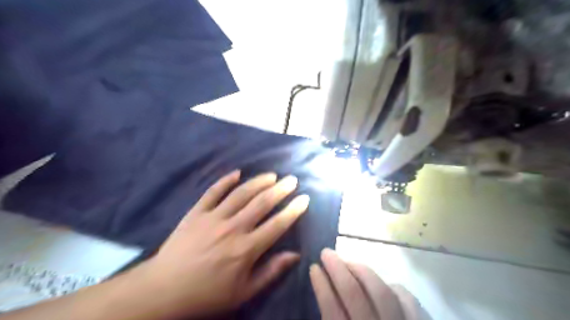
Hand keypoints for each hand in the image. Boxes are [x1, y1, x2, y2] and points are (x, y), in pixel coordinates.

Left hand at [138, 172, 309, 315]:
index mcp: (246, 248)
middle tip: (292, 180)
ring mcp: (213, 217)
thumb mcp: (243, 292)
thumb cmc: (207, 293)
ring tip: (272, 175)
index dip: (293, 210)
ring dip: (258, 182)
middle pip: (262, 203)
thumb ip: (271, 272)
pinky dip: (225, 181)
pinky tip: (237, 173)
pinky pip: (212, 192)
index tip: (304, 198)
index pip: (277, 224)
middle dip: (280, 190)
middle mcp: (233, 228)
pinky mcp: (197, 212)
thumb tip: (294, 255)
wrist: (164, 290)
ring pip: (241, 193)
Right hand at [311, 251, 414, 319]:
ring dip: (363, 271)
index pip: (332, 309)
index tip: (314, 267)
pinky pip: (409, 303)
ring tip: (349, 261)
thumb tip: (323, 291)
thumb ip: (331, 316)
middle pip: (354, 294)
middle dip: (338, 269)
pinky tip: (384, 284)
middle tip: (326, 252)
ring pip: (382, 292)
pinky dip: (394, 288)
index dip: (321, 285)